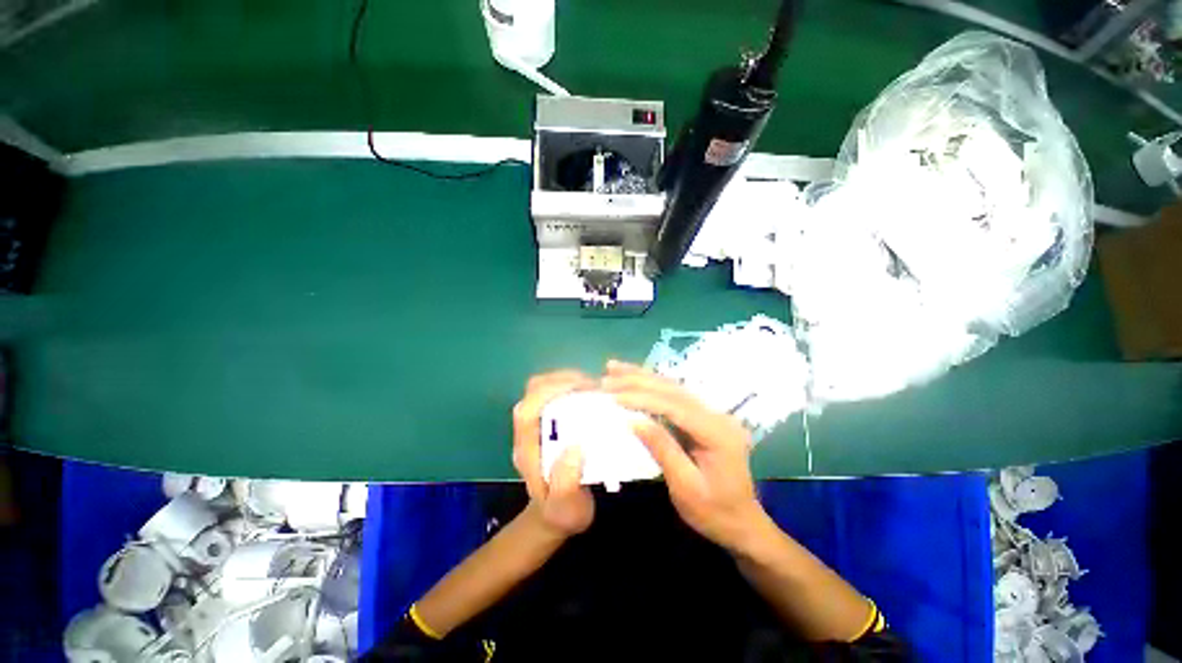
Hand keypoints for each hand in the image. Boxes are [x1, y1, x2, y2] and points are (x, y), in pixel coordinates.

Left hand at [512, 370, 596, 537]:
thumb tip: (575, 446)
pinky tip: (592, 393)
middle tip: (593, 385)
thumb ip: (566, 483)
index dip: (550, 393)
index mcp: (527, 450)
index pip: (527, 411)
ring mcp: (539, 422)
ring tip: (594, 386)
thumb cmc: (561, 512)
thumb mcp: (566, 507)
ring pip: (544, 387)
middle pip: (533, 391)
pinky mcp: (550, 419)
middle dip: (561, 380)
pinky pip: (557, 393)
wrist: (556, 515)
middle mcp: (529, 431)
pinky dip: (573, 386)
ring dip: (568, 380)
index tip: (581, 389)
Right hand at [601, 360, 766, 551]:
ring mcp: (712, 413)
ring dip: (642, 376)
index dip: (643, 399)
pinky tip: (635, 378)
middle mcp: (717, 415)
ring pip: (673, 387)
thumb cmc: (714, 512)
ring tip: (615, 368)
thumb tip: (633, 421)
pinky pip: (674, 396)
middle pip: (673, 390)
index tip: (614, 397)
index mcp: (718, 433)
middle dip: (638, 381)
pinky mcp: (703, 416)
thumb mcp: (686, 487)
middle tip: (608, 375)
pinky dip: (651, 386)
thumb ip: (662, 449)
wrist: (742, 523)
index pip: (675, 406)